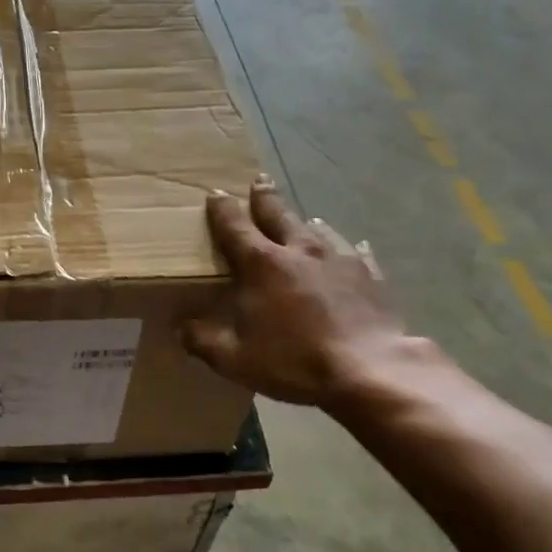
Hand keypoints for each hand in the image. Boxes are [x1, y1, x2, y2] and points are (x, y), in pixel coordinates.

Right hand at [182, 177, 421, 407]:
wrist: (368, 369)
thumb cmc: (294, 361)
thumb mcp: (234, 359)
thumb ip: (203, 341)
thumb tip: (181, 328)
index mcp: (261, 264)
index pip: (234, 227)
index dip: (222, 209)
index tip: (216, 193)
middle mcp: (299, 251)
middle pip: (278, 215)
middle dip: (265, 198)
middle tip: (260, 181)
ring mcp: (339, 260)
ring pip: (319, 230)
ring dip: (306, 223)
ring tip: (306, 219)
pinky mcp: (370, 276)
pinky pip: (357, 254)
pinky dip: (349, 250)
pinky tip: (355, 249)